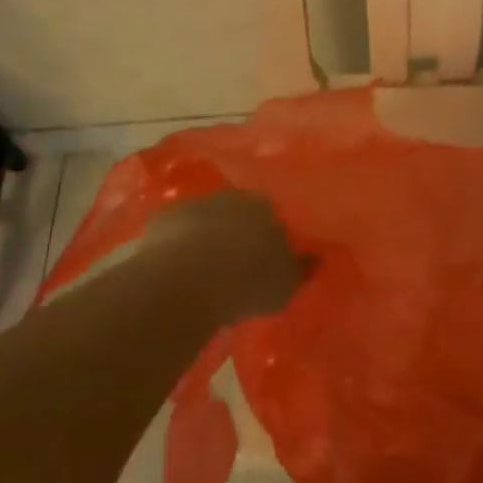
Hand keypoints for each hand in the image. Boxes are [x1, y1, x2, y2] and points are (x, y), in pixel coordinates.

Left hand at [148, 189, 310, 324]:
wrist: (185, 281)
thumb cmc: (246, 283)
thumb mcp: (285, 285)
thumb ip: (302, 269)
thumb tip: (318, 257)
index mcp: (266, 207)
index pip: (273, 214)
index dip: (269, 235)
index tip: (266, 257)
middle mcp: (232, 197)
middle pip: (238, 212)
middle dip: (238, 231)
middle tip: (236, 263)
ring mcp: (196, 204)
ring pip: (206, 219)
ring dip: (207, 236)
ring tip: (204, 269)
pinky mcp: (164, 218)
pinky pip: (176, 230)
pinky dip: (178, 244)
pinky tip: (176, 268)